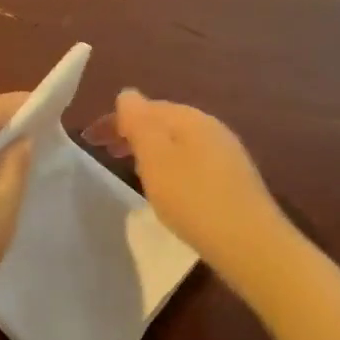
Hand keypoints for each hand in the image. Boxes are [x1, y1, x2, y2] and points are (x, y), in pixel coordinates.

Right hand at [84, 90, 279, 269]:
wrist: (250, 244)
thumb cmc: (193, 198)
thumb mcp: (155, 158)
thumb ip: (138, 123)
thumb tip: (127, 95)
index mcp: (190, 118)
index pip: (145, 107)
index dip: (114, 120)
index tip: (89, 139)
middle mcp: (211, 128)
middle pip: (163, 122)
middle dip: (132, 132)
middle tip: (105, 152)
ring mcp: (226, 153)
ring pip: (178, 142)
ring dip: (150, 149)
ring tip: (130, 167)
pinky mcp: (233, 180)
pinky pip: (191, 160)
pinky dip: (169, 165)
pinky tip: (167, 186)